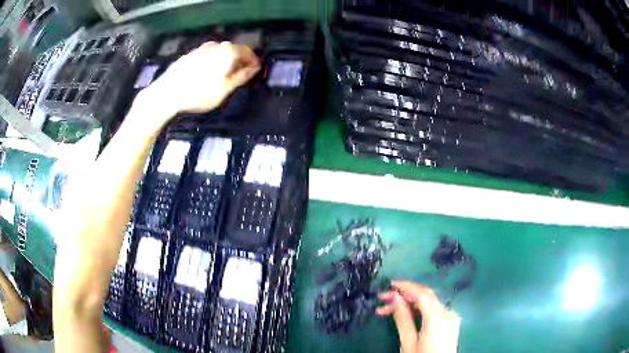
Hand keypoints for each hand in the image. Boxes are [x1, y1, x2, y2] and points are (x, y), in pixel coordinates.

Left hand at [136, 42, 260, 132]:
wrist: (166, 94)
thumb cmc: (198, 94)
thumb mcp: (224, 90)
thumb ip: (241, 77)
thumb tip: (254, 68)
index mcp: (227, 52)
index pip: (247, 51)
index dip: (254, 61)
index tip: (256, 71)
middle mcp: (215, 46)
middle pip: (233, 49)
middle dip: (240, 60)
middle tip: (241, 74)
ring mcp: (200, 49)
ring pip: (219, 51)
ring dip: (226, 60)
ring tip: (224, 74)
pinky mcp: (189, 55)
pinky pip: (207, 55)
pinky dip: (212, 61)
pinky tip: (207, 73)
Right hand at [376, 281, 460, 352]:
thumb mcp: (408, 342)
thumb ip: (403, 318)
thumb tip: (395, 298)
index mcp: (438, 317)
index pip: (422, 294)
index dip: (406, 287)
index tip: (389, 285)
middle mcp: (447, 312)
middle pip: (426, 297)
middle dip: (405, 294)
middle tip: (384, 298)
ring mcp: (451, 317)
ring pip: (429, 303)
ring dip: (409, 303)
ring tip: (388, 309)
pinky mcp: (450, 323)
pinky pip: (433, 310)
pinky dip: (419, 310)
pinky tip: (406, 314)